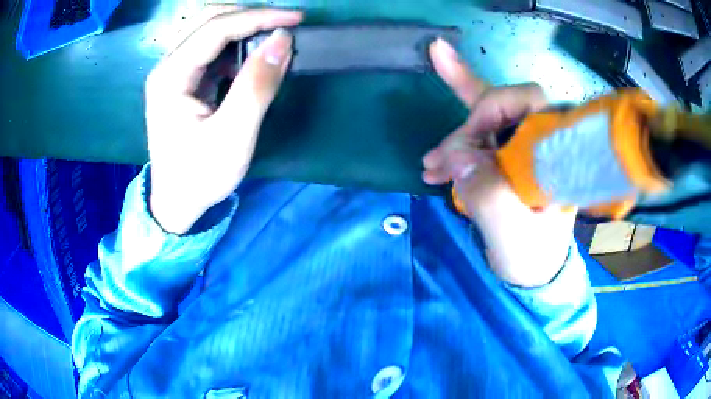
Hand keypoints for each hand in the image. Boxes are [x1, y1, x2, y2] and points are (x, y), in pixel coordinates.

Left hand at [145, 6, 302, 233]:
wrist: (176, 203)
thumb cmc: (200, 176)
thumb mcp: (233, 136)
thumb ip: (257, 86)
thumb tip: (282, 41)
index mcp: (170, 77)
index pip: (215, 28)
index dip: (258, 17)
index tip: (295, 19)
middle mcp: (167, 66)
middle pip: (207, 20)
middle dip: (249, 16)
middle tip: (284, 24)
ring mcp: (172, 72)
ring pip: (208, 30)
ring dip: (243, 28)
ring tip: (272, 37)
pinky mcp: (181, 81)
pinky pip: (209, 49)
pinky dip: (235, 45)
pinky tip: (251, 58)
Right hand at [423, 39, 576, 286]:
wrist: (532, 269)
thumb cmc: (530, 255)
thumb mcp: (512, 236)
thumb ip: (490, 197)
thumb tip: (458, 157)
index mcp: (558, 154)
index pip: (530, 103)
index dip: (493, 112)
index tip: (465, 149)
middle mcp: (543, 139)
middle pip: (504, 105)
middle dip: (468, 128)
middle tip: (439, 163)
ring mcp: (523, 141)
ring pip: (488, 111)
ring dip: (456, 133)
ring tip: (431, 163)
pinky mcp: (506, 148)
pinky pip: (483, 113)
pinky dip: (460, 85)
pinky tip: (439, 55)